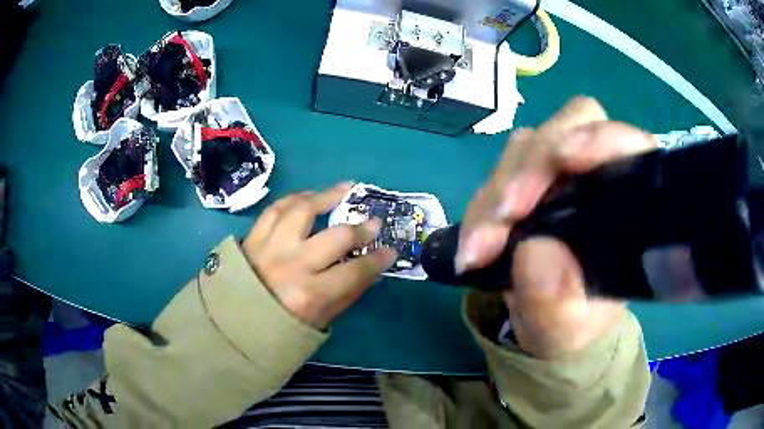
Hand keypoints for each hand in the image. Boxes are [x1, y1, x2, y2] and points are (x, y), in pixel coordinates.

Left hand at [242, 182, 396, 330]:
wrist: (234, 321)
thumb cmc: (280, 326)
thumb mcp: (320, 320)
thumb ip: (347, 294)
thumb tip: (372, 269)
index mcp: (309, 295)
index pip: (354, 272)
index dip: (377, 260)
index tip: (390, 251)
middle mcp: (291, 266)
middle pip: (334, 237)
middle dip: (360, 228)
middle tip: (373, 222)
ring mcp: (269, 247)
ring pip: (301, 210)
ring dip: (326, 196)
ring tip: (343, 190)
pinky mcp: (253, 236)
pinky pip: (276, 208)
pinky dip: (295, 198)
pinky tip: (309, 195)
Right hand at [457, 97, 656, 357]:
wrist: (549, 319)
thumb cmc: (574, 321)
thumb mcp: (568, 328)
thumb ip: (559, 304)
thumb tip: (535, 252)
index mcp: (630, 199)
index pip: (624, 143)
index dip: (599, 138)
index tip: (566, 159)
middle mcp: (597, 172)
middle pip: (567, 128)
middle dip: (533, 167)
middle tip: (505, 218)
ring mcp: (559, 171)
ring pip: (525, 149)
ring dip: (496, 194)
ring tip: (479, 251)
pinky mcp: (526, 178)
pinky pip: (495, 176)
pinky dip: (480, 209)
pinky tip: (473, 247)